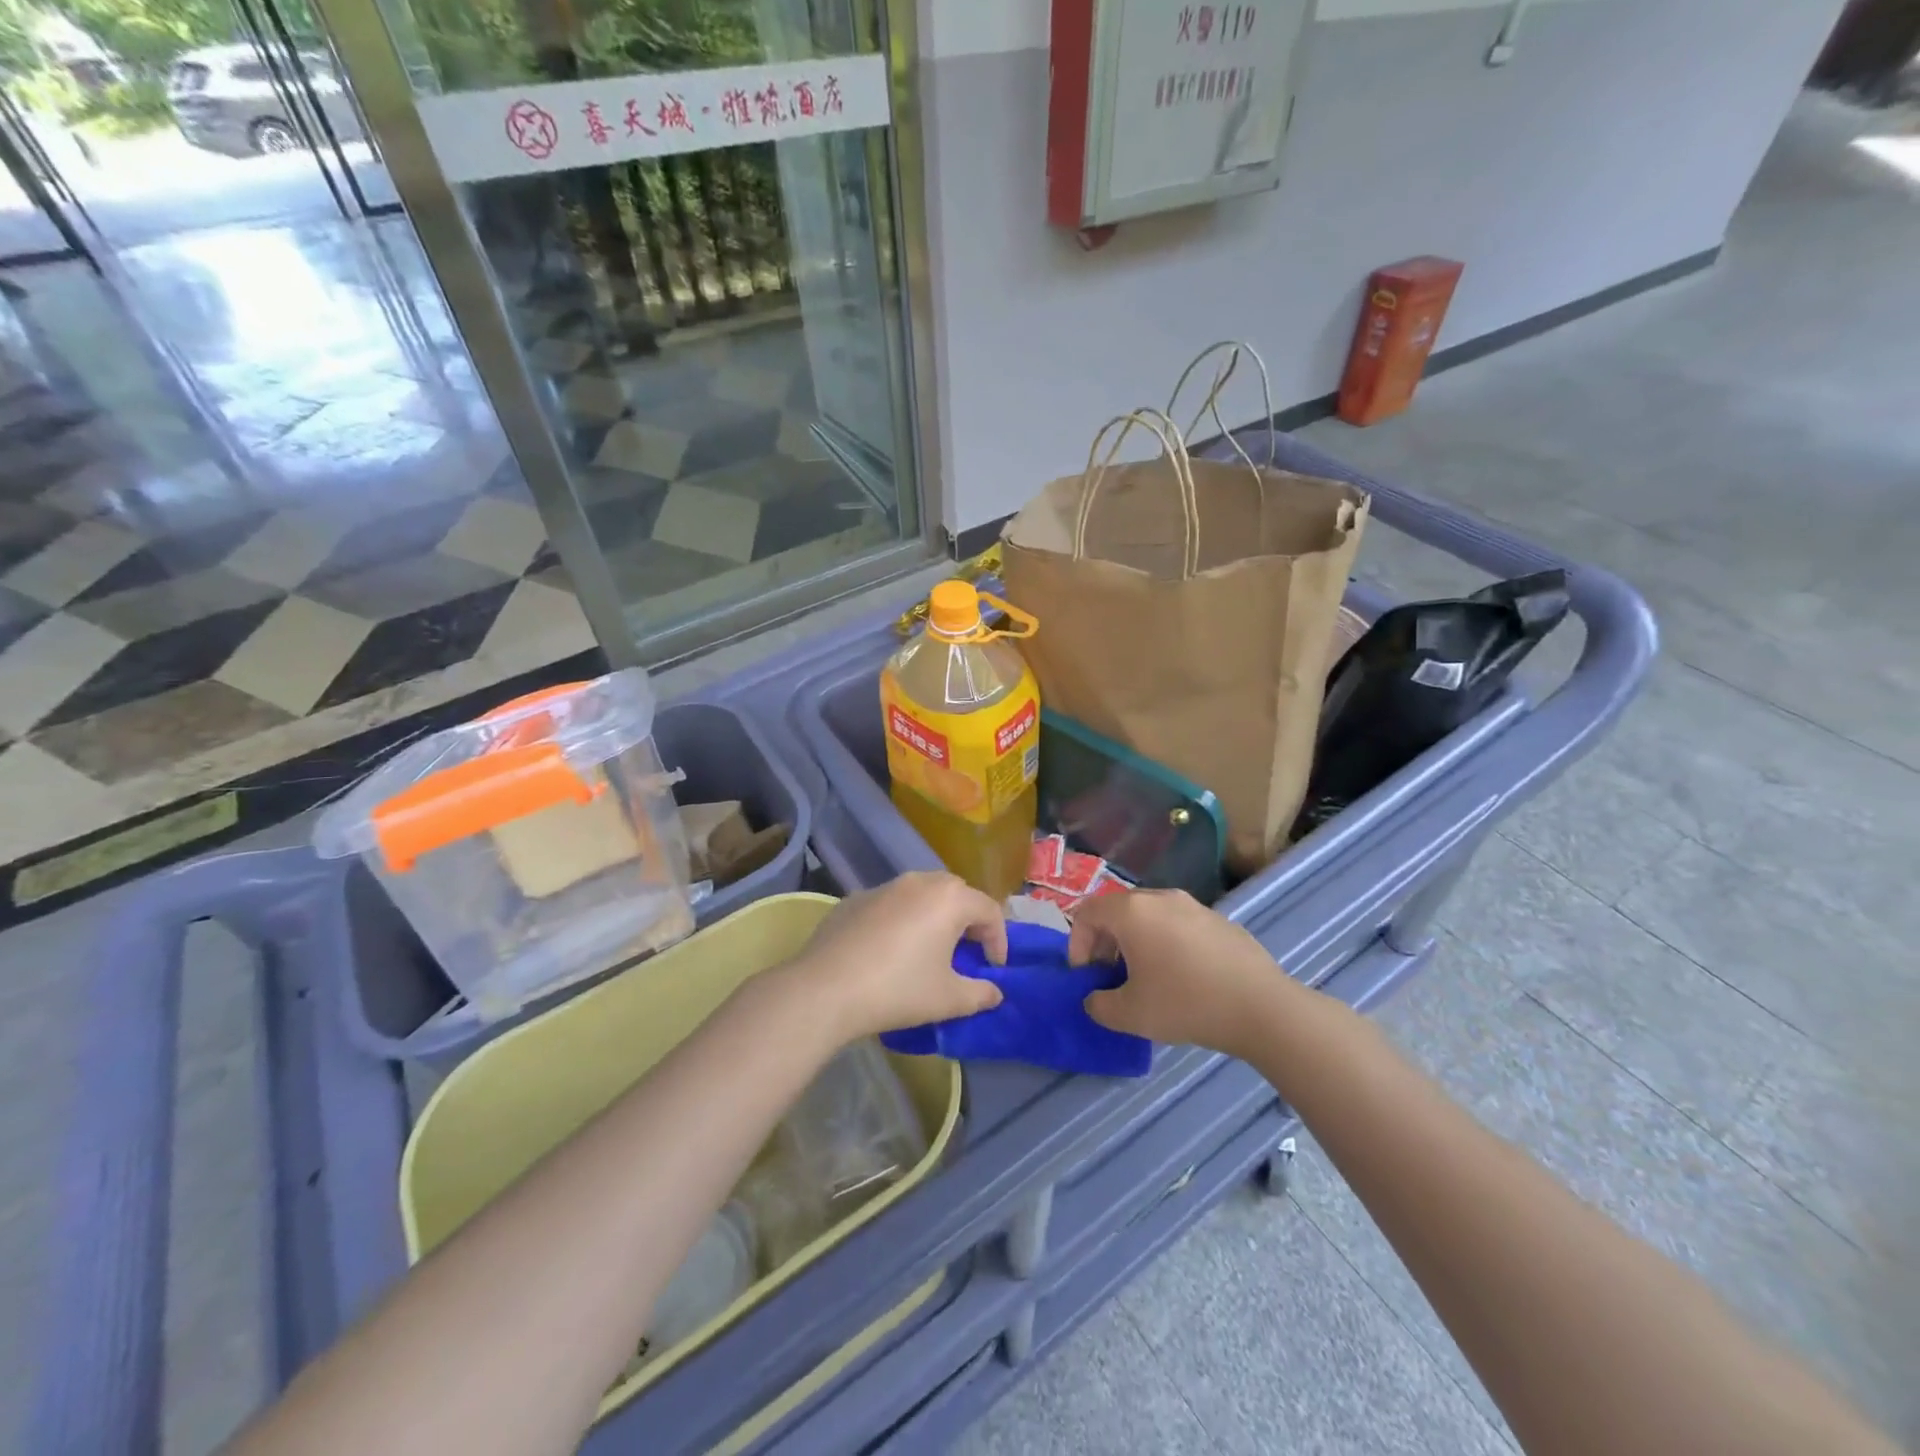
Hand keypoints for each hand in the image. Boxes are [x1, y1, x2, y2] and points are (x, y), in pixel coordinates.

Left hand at [788, 872, 1006, 1040]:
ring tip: (929, 950)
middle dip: (968, 921)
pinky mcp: (854, 899)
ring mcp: (883, 887)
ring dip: (933, 917)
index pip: (989, 910)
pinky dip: (900, 920)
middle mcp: (919, 881)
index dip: (998, 940)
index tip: (994, 969)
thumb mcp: (949, 999)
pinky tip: (889, 951)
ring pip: (921, 894)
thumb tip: (994, 993)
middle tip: (966, 954)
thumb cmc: (898, 990)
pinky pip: (890, 905)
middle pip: (956, 894)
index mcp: (949, 899)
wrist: (825, 989)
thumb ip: (980, 994)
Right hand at [1070, 890, 1282, 1058]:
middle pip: (1117, 910)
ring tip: (1146, 977)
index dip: (1077, 943)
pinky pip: (1178, 924)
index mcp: (1132, 912)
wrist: (1261, 1007)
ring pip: (1149, 916)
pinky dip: (1166, 942)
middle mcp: (1160, 898)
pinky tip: (1183, 977)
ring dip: (1136, 941)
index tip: (1086, 975)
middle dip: (1105, 941)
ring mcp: (1193, 905)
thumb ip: (1099, 1005)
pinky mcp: (1218, 919)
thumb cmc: (1186, 1003)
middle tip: (1110, 976)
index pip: (1086, 912)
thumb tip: (1095, 999)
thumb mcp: (1130, 1015)